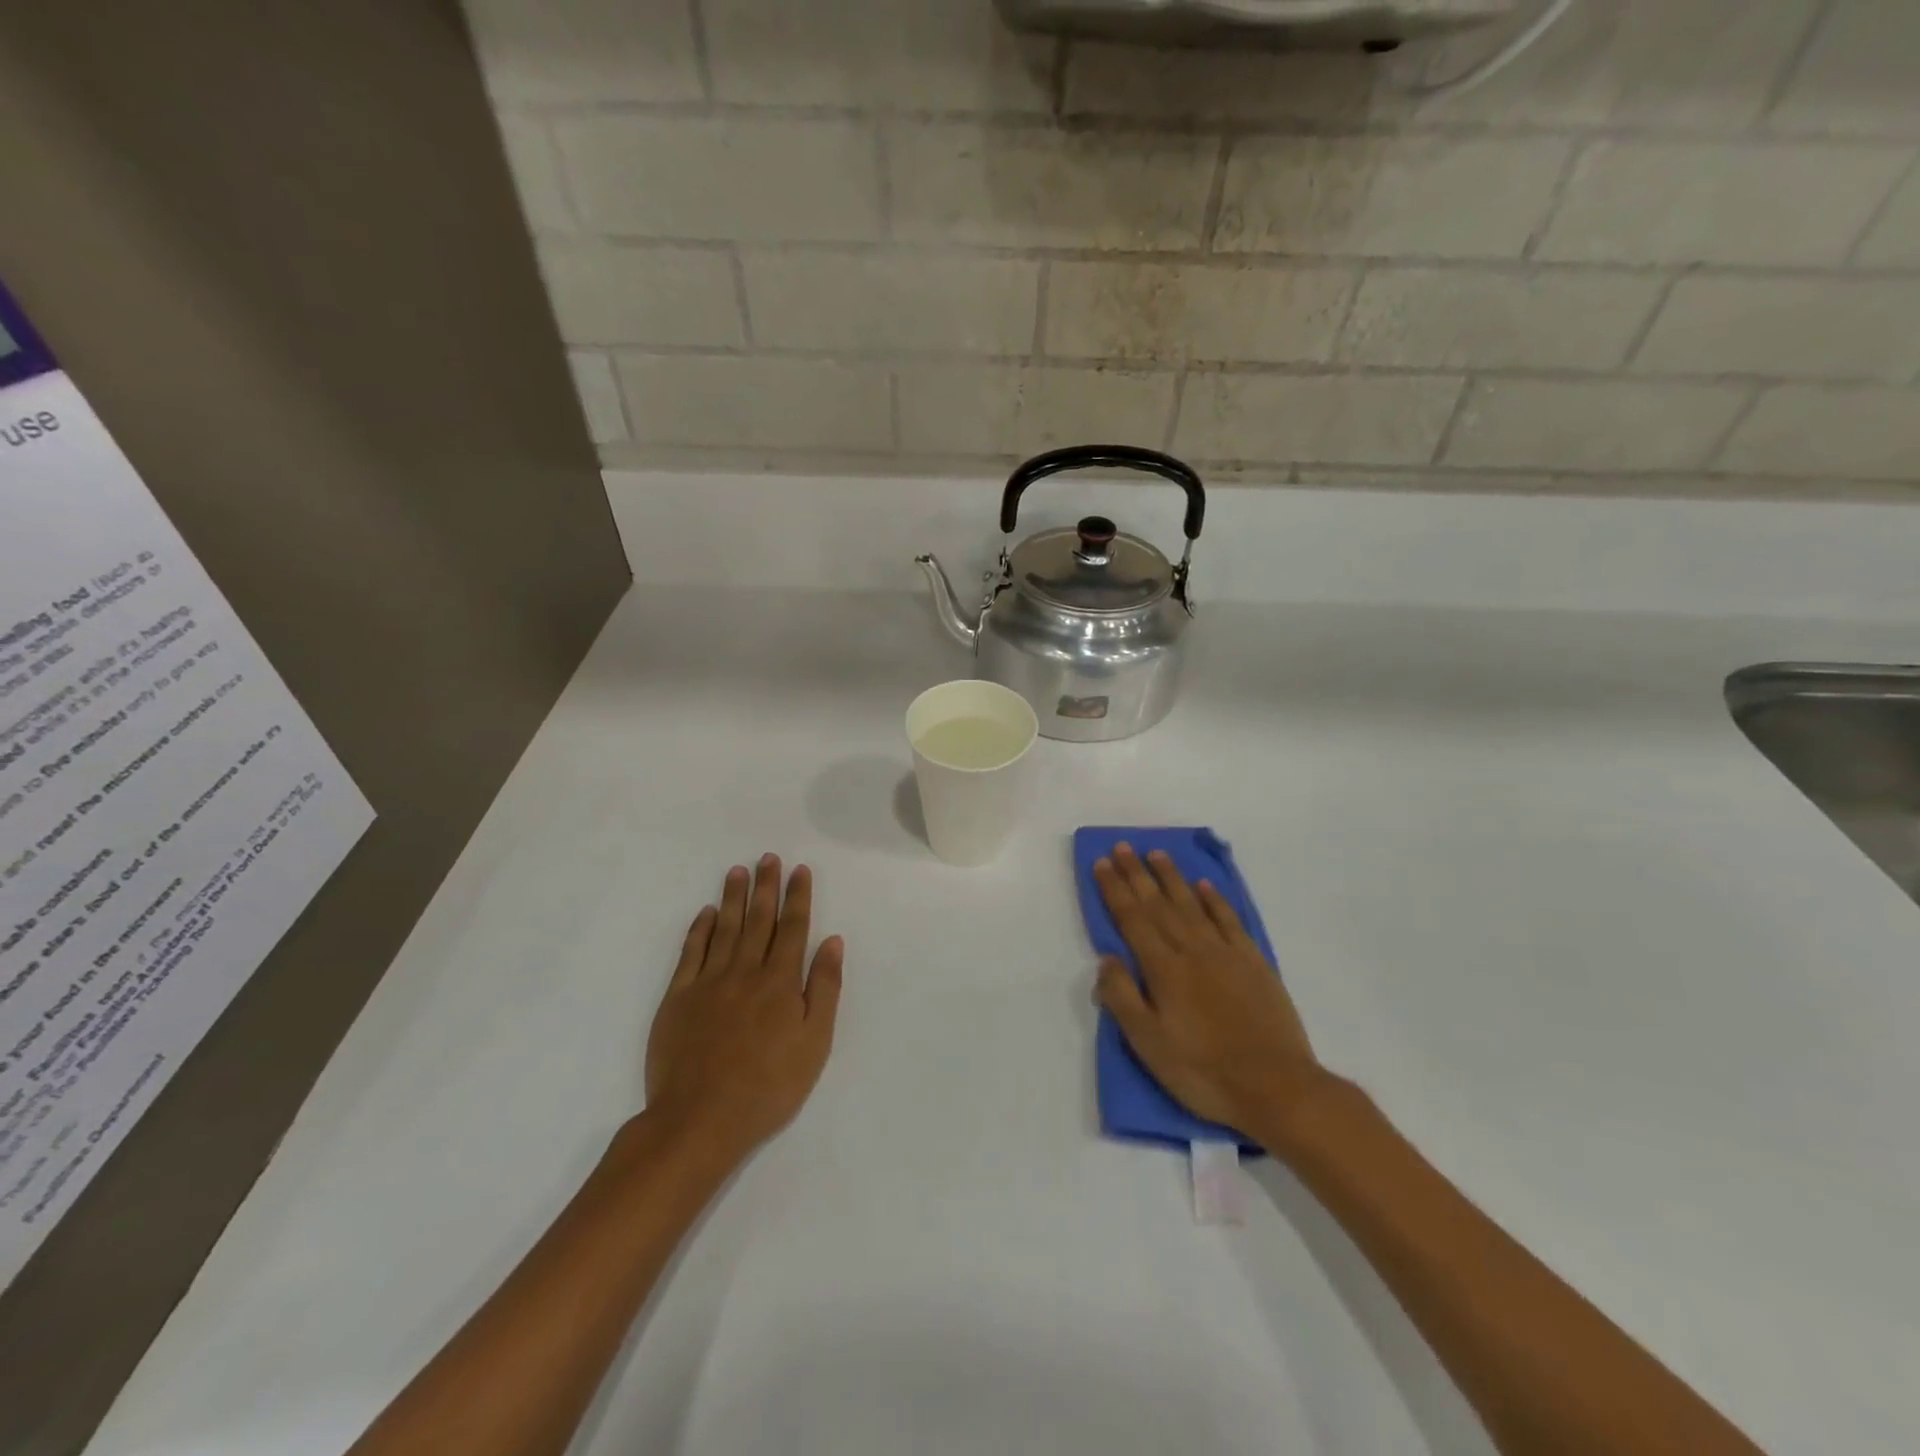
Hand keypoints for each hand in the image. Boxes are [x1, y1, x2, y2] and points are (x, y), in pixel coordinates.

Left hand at [645, 854, 843, 1161]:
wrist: (699, 1119)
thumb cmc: (768, 1086)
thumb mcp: (814, 1042)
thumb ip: (824, 988)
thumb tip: (832, 941)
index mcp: (780, 981)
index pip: (792, 928)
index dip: (797, 897)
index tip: (799, 870)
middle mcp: (745, 971)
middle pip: (758, 920)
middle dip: (765, 886)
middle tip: (768, 857)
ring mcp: (708, 982)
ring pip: (724, 928)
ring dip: (732, 898)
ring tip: (738, 871)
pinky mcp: (678, 998)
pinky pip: (690, 953)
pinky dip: (699, 929)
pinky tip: (705, 913)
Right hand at [1094, 844, 1326, 1140]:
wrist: (1277, 1087)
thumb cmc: (1203, 1071)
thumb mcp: (1149, 1044)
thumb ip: (1122, 997)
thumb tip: (1106, 957)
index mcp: (1163, 969)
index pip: (1132, 919)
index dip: (1114, 890)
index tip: (1101, 863)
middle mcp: (1191, 950)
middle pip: (1158, 904)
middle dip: (1136, 874)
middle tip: (1122, 846)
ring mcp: (1225, 953)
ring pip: (1192, 904)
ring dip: (1171, 877)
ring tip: (1156, 853)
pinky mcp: (1254, 963)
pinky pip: (1229, 921)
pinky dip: (1215, 900)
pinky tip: (1204, 886)